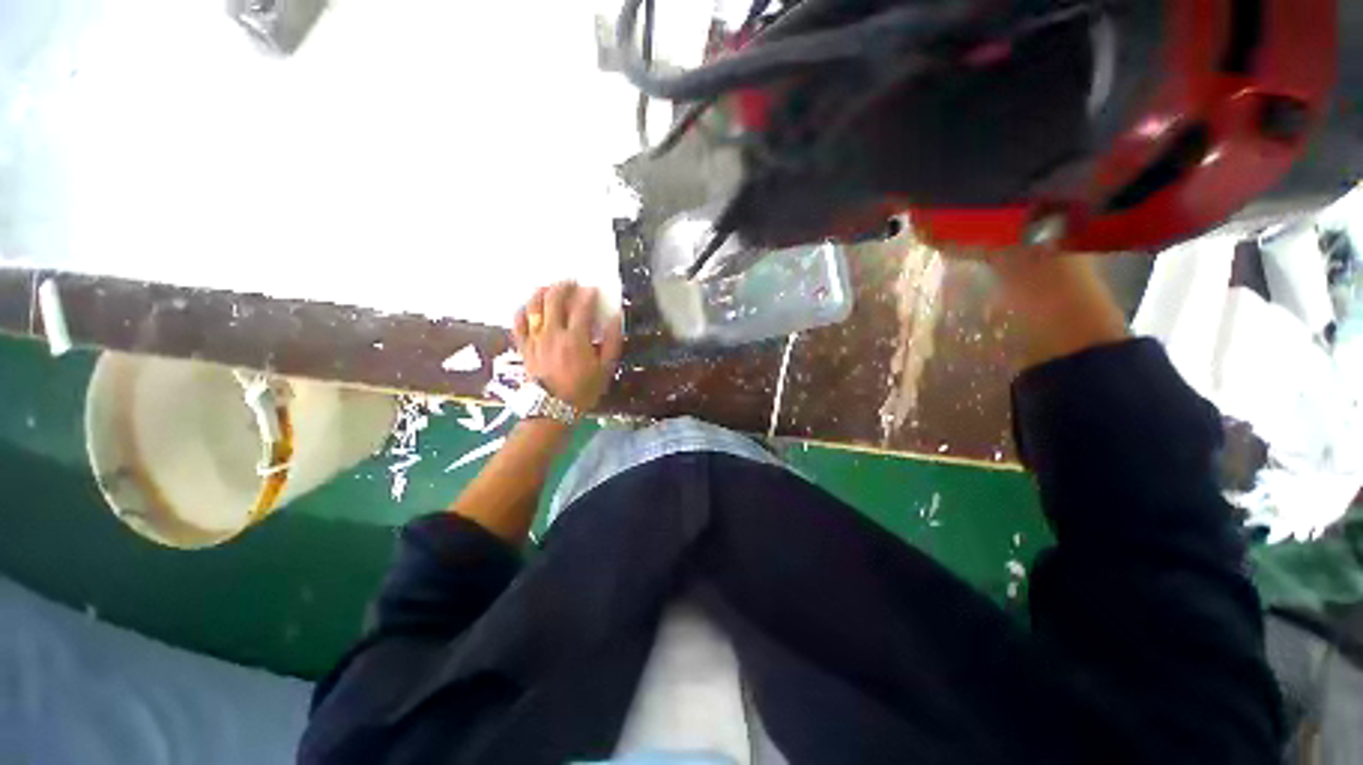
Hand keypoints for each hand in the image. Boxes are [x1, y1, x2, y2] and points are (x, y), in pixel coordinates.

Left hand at [511, 282, 623, 410]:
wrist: (553, 408)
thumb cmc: (583, 389)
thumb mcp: (606, 368)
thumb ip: (612, 341)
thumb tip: (615, 318)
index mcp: (576, 338)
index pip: (582, 306)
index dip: (588, 294)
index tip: (593, 290)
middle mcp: (553, 333)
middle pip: (554, 299)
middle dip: (564, 286)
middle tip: (572, 283)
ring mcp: (535, 338)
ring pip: (533, 305)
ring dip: (542, 292)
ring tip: (550, 288)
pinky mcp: (524, 346)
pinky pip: (518, 322)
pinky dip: (523, 310)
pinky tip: (529, 306)